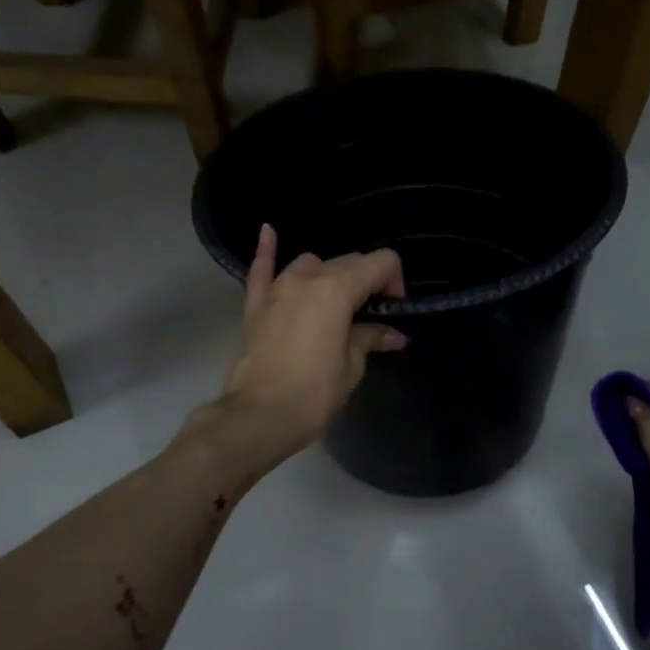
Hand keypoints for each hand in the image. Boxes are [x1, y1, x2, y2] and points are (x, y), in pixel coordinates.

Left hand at [203, 224, 405, 470]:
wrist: (259, 416)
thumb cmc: (314, 393)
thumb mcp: (352, 365)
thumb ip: (370, 338)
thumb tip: (392, 333)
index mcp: (338, 289)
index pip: (380, 262)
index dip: (394, 281)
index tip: (393, 309)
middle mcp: (308, 277)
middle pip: (348, 262)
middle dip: (366, 282)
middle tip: (372, 316)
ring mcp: (277, 288)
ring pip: (311, 264)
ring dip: (329, 275)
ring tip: (335, 304)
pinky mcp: (255, 304)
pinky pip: (262, 269)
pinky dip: (267, 251)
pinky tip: (268, 232)